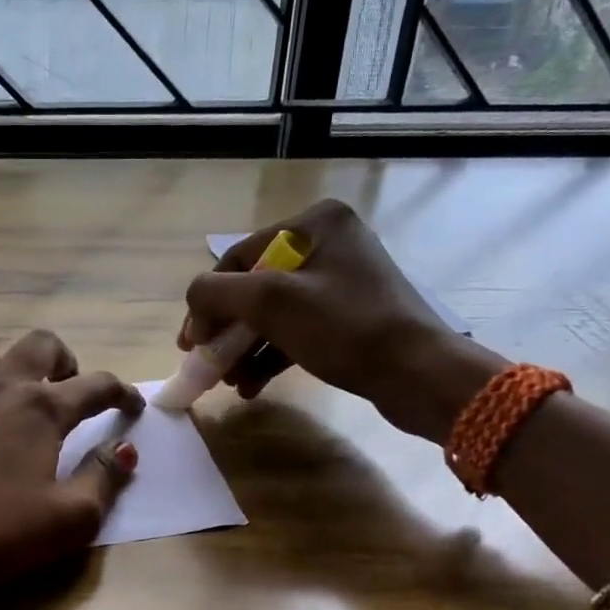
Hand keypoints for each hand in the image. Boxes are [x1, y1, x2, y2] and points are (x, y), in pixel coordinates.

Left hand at [0, 329, 143, 609]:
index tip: (130, 404)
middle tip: (66, 385)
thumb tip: (126, 449)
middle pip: (39, 344)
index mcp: (41, 409)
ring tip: (3, 388)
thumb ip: (104, 479)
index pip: (96, 386)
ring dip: (0, 360)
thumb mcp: (68, 520)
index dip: (121, 392)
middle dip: (63, 359)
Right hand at [181, 198, 503, 442]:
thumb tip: (193, 300)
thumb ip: (217, 293)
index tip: (190, 344)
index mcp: (314, 223)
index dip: (208, 301)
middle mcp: (329, 244)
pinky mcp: (350, 317)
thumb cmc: (345, 328)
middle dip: (227, 331)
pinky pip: (296, 331)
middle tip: (207, 364)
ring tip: (229, 382)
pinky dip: (271, 356)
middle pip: (255, 287)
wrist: (419, 374)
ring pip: (273, 314)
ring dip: (244, 349)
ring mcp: (342, 282)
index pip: (239, 258)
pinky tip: (252, 386)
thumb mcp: (271, 303)